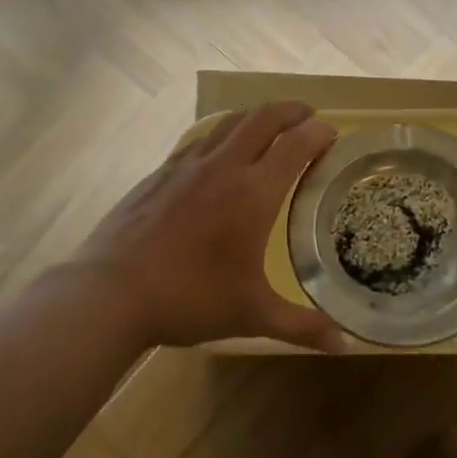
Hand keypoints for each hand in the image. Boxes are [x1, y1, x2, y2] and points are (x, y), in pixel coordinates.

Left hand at [70, 101, 346, 352]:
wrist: (111, 291)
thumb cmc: (190, 299)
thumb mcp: (252, 314)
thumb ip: (301, 326)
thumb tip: (344, 346)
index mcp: (254, 193)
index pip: (295, 145)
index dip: (318, 133)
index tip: (332, 133)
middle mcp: (223, 167)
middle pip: (262, 119)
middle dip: (290, 110)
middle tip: (307, 115)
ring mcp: (186, 166)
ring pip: (228, 123)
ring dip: (255, 116)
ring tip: (268, 125)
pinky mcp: (158, 173)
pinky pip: (199, 141)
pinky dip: (220, 135)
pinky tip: (217, 154)